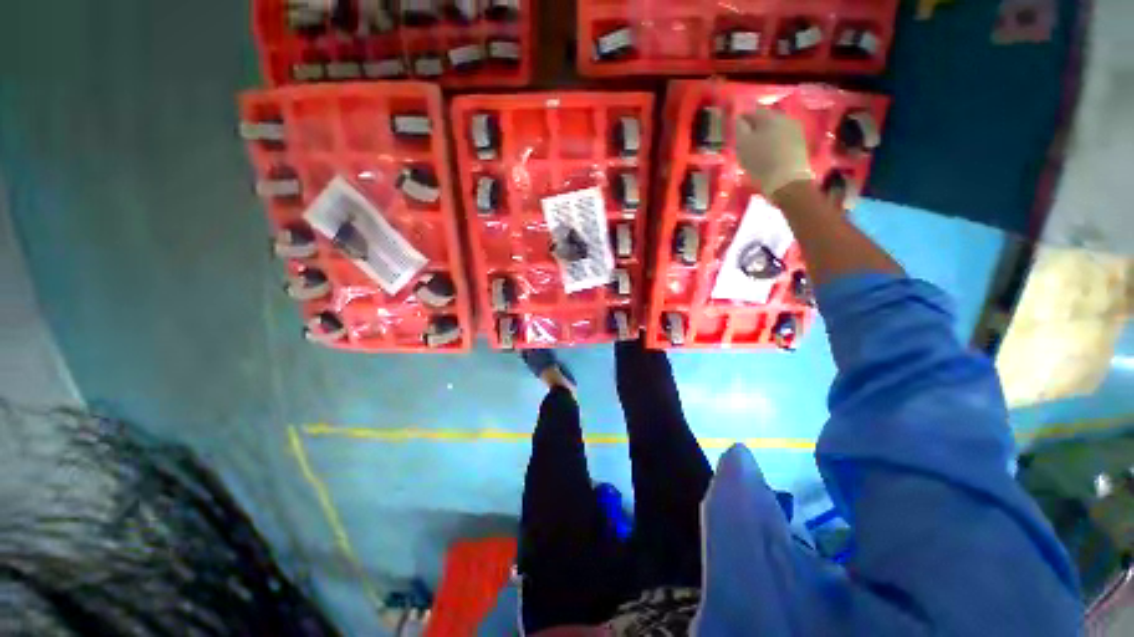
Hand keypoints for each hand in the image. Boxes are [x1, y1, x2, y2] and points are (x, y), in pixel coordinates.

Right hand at [735, 109, 813, 196]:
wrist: (787, 181)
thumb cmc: (761, 162)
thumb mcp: (743, 145)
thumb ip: (739, 129)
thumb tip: (739, 119)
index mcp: (769, 116)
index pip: (752, 112)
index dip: (741, 120)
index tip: (735, 130)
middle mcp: (784, 118)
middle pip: (765, 120)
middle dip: (754, 128)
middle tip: (744, 141)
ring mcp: (795, 130)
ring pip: (774, 129)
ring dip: (764, 136)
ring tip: (755, 150)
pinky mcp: (800, 144)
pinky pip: (782, 139)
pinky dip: (773, 144)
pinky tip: (768, 156)